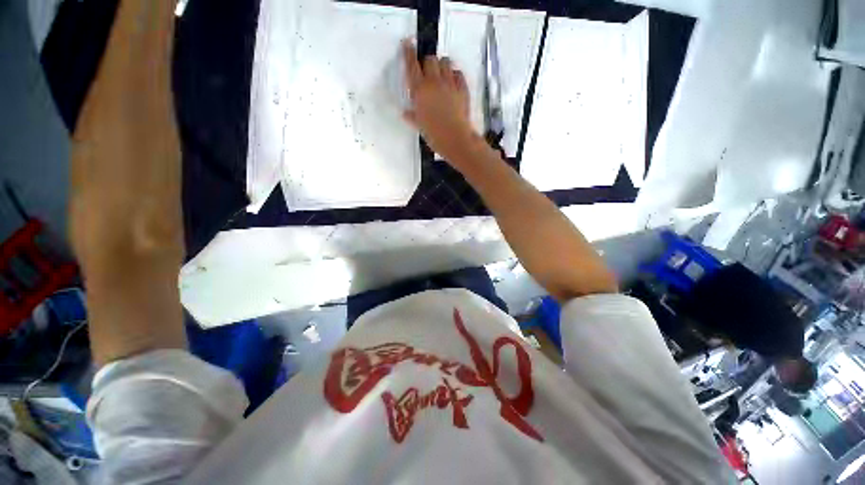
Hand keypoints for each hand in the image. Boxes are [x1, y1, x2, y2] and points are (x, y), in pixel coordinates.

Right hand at [402, 40, 482, 164]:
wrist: (455, 138)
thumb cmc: (433, 134)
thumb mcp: (419, 126)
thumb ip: (412, 116)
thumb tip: (405, 113)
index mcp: (419, 90)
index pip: (411, 64)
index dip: (408, 52)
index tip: (407, 43)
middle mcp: (434, 82)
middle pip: (430, 59)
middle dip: (428, 63)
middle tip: (428, 73)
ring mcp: (450, 83)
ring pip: (446, 62)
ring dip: (442, 66)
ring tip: (442, 76)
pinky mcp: (462, 88)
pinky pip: (458, 73)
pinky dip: (455, 75)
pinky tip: (453, 83)